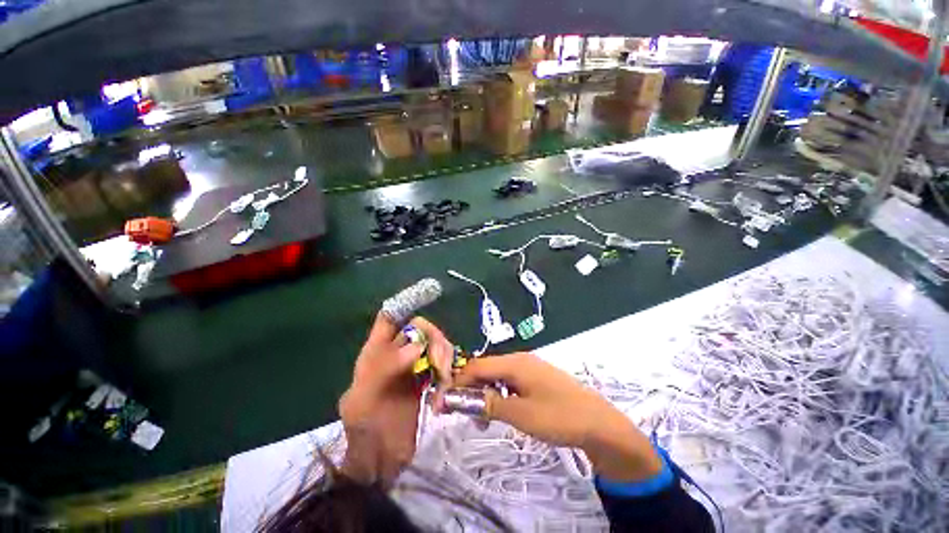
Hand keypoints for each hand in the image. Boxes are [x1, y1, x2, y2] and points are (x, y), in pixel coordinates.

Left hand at [338, 314, 453, 484]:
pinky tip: (444, 392)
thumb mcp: (363, 400)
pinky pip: (443, 365)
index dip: (405, 303)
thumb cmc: (364, 431)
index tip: (429, 294)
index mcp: (375, 353)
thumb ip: (385, 368)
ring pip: (435, 346)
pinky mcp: (427, 380)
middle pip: (421, 329)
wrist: (380, 463)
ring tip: (444, 383)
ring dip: (444, 358)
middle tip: (441, 365)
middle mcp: (396, 354)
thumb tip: (417, 346)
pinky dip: (448, 374)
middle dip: (435, 340)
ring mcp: (413, 367)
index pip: (389, 318)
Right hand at [453, 352, 662, 482]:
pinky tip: (498, 408)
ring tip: (478, 416)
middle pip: (486, 369)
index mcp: (515, 362)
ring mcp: (530, 368)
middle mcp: (520, 360)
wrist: (598, 423)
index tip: (443, 400)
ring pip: (498, 376)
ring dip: (484, 392)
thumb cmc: (558, 416)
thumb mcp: (521, 414)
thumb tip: (464, 398)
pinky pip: (510, 381)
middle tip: (458, 411)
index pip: (477, 366)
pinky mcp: (536, 378)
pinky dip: (499, 394)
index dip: (458, 381)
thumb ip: (491, 403)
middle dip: (470, 388)